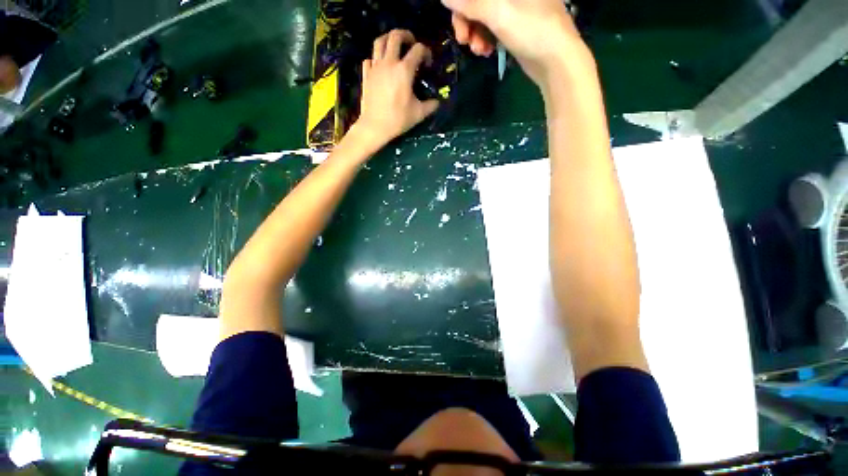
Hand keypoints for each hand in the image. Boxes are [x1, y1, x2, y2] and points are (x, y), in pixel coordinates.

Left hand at [355, 30, 439, 146]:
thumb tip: (438, 101)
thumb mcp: (420, 112)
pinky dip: (376, 58)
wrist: (373, 127)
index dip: (426, 52)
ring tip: (395, 45)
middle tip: (411, 42)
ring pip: (378, 42)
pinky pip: (369, 58)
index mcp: (404, 69)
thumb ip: (432, 103)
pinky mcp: (365, 74)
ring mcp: (374, 67)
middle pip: (395, 36)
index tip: (427, 64)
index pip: (418, 48)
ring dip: (388, 39)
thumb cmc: (398, 118)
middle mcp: (389, 63)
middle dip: (405, 35)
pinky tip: (382, 65)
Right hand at [441, 0, 590, 85]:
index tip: (455, 13)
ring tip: (475, 49)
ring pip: (487, 15)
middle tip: (462, 37)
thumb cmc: (532, 31)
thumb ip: (467, 3)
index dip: (464, 2)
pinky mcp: (522, 29)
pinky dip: (487, 38)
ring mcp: (523, 12)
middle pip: (481, 1)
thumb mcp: (495, 12)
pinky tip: (484, 51)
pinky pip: (496, 27)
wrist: (562, 67)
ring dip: (475, 32)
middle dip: (467, 19)